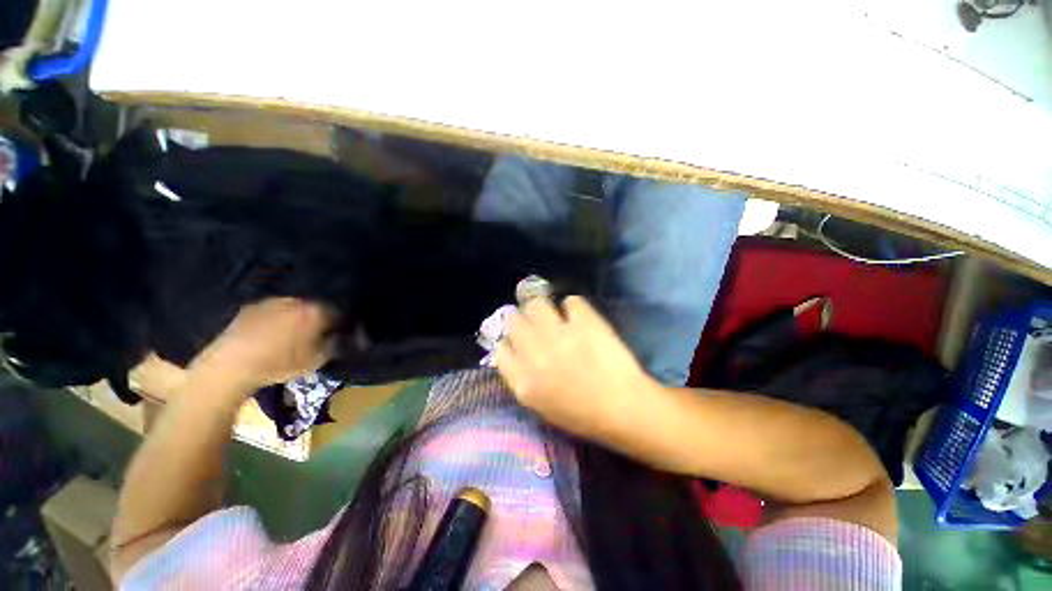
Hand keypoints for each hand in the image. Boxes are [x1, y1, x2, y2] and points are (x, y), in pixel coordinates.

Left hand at [189, 298, 332, 393]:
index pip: (336, 314)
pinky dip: (273, 320)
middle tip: (312, 336)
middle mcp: (296, 301)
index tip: (334, 336)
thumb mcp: (315, 361)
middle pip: (313, 308)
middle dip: (315, 320)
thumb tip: (336, 339)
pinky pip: (270, 312)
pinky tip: (268, 335)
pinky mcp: (249, 308)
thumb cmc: (278, 364)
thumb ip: (332, 346)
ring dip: (294, 318)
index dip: (338, 325)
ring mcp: (270, 302)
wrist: (230, 365)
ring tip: (289, 336)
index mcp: (315, 312)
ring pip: (291, 308)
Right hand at [496, 296, 658, 439]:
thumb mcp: (541, 405)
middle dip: (522, 319)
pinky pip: (570, 301)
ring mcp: (559, 335)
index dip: (510, 340)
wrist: (623, 409)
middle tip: (537, 323)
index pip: (500, 348)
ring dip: (543, 307)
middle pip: (513, 320)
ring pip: (536, 303)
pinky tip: (579, 317)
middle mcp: (534, 354)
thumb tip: (517, 349)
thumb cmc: (582, 414)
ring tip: (555, 315)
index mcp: (523, 380)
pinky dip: (574, 307)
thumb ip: (523, 377)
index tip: (519, 339)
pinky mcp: (584, 322)